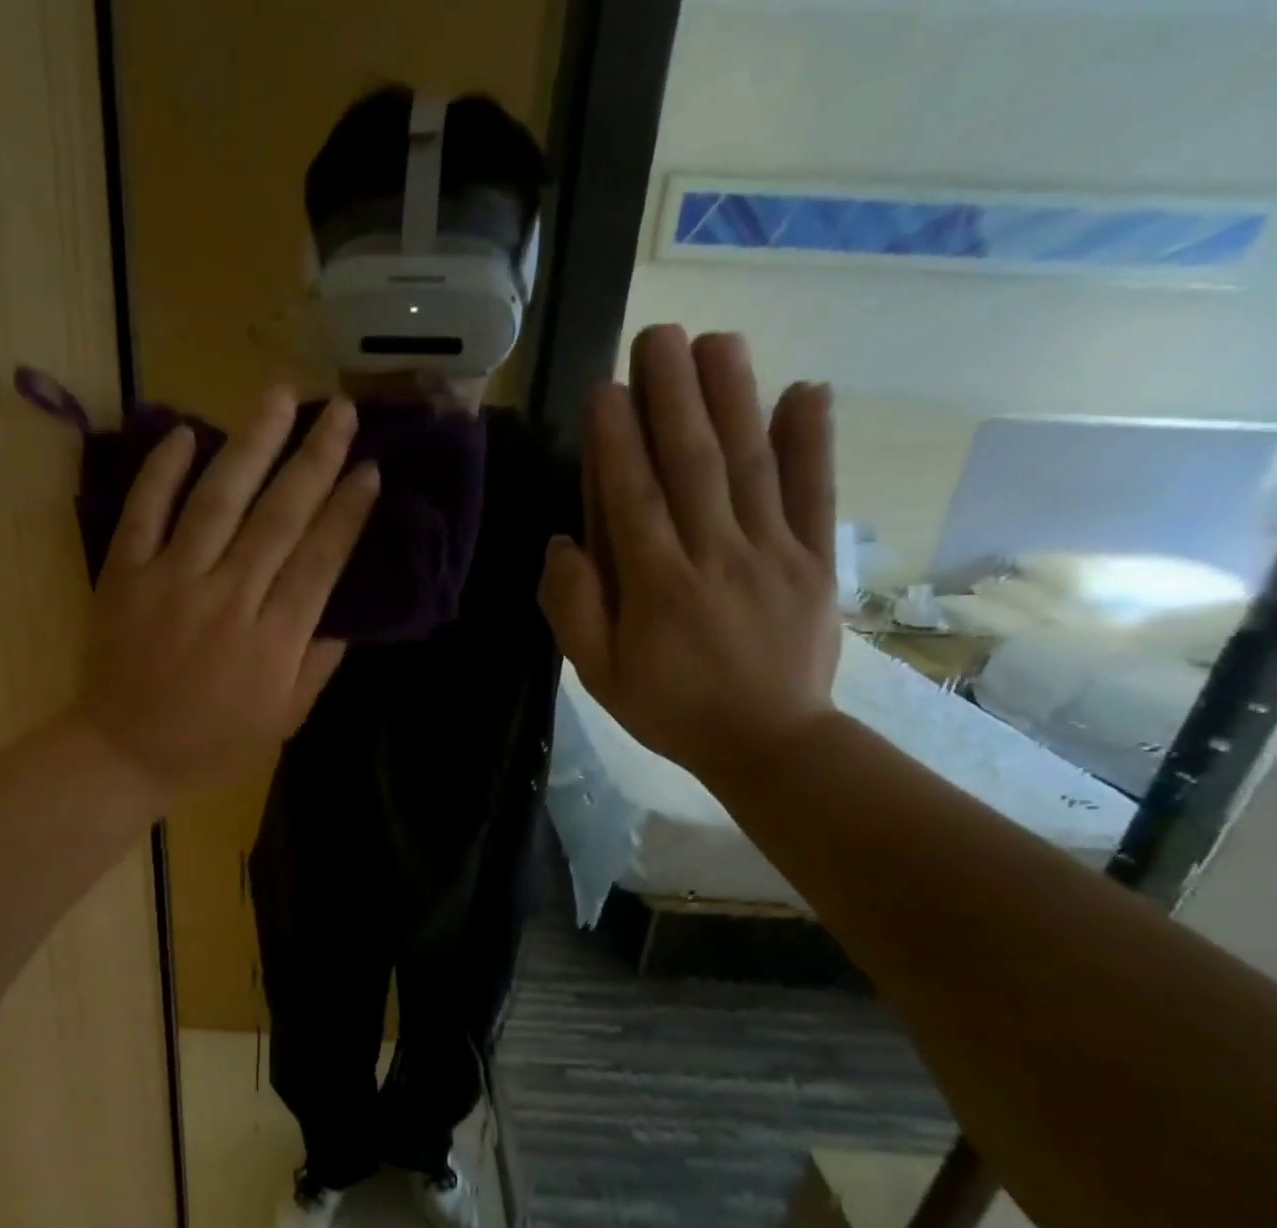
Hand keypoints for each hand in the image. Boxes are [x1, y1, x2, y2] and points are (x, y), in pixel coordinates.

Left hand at [73, 388, 378, 803]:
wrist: (124, 752)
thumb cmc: (213, 742)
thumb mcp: (284, 718)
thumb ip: (317, 663)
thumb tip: (342, 611)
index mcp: (273, 640)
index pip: (320, 560)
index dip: (348, 512)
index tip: (370, 469)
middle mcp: (228, 599)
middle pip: (279, 517)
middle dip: (315, 460)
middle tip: (342, 412)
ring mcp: (171, 581)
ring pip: (217, 500)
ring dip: (251, 444)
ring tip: (278, 396)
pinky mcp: (124, 575)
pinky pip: (144, 512)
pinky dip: (162, 471)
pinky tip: (187, 433)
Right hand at [538, 326, 840, 786]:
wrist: (769, 743)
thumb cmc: (670, 708)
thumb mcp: (598, 675)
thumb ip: (574, 609)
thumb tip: (562, 543)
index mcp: (657, 587)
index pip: (632, 498)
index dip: (617, 441)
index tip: (606, 388)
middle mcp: (715, 556)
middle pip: (692, 464)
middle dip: (673, 395)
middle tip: (660, 335)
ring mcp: (772, 553)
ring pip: (750, 464)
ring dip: (734, 397)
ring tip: (719, 340)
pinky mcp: (815, 559)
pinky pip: (814, 493)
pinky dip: (811, 441)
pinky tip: (805, 390)